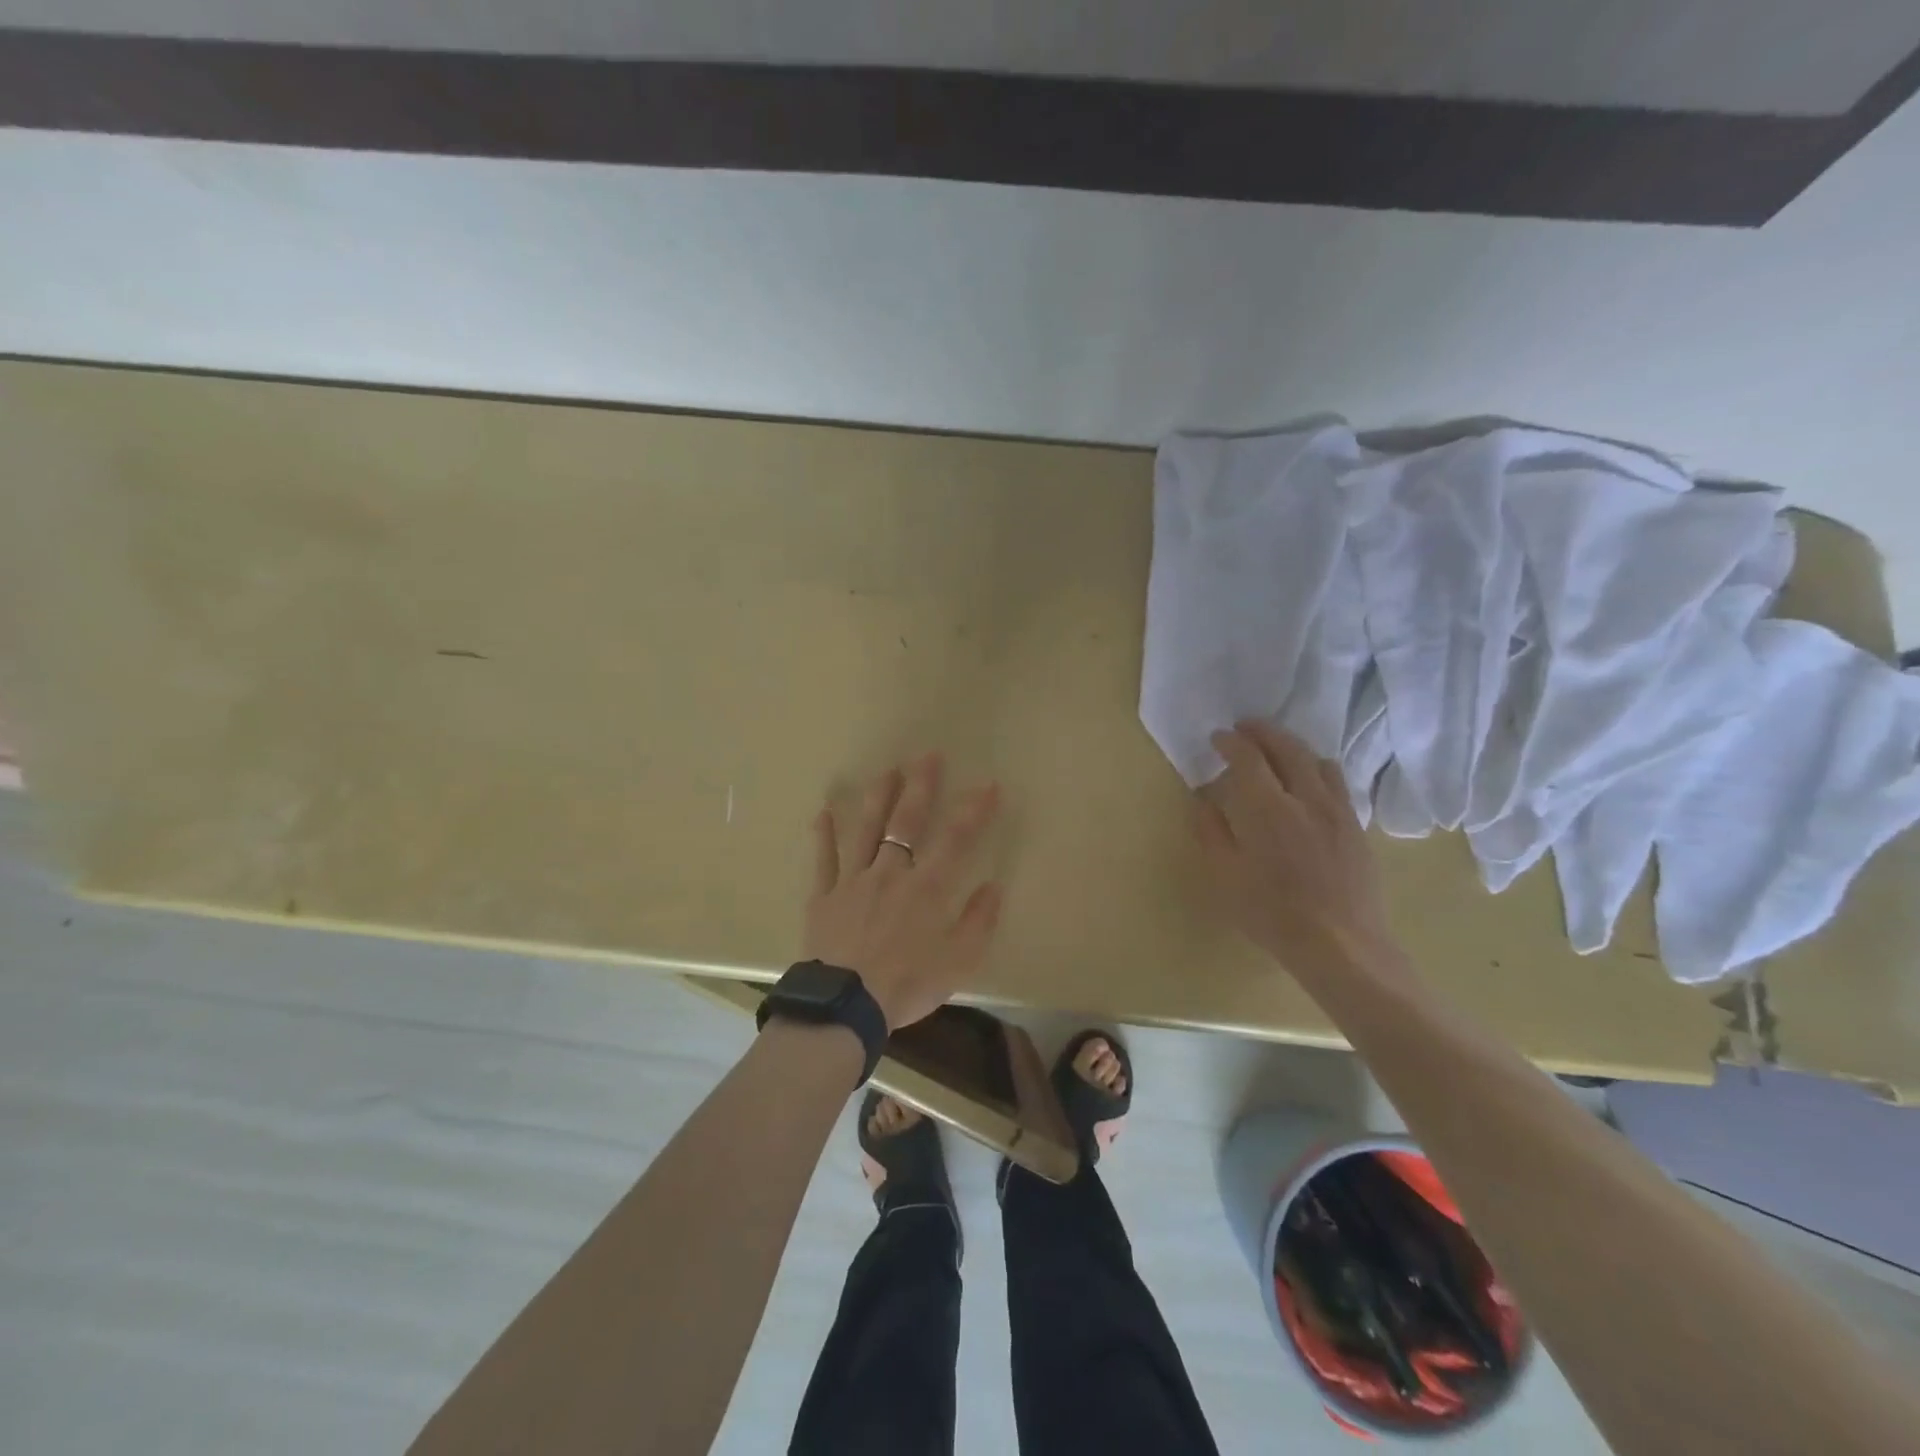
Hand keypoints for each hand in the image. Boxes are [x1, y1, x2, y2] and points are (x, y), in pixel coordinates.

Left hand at [804, 753, 1003, 1029]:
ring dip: (878, 798)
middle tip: (927, 756)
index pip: (956, 839)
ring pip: (865, 830)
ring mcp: (853, 881)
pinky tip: (824, 812)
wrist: (845, 1006)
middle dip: (920, 787)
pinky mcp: (824, 897)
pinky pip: (824, 860)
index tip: (987, 785)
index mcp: (926, 888)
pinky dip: (824, 835)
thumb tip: (993, 887)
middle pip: (906, 822)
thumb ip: (978, 922)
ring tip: (887, 771)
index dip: (974, 811)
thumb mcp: (958, 962)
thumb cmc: (907, 985)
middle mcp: (890, 873)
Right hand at [1194, 722, 1396, 979]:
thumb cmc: (1272, 914)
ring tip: (1277, 752)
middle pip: (1286, 747)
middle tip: (1245, 728)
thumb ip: (1212, 831)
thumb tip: (1204, 800)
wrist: (1341, 945)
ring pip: (1317, 760)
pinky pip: (1337, 783)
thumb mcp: (1225, 876)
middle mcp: (1305, 798)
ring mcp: (1337, 810)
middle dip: (1263, 732)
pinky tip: (1308, 784)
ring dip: (1293, 747)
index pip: (1248, 757)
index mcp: (1267, 808)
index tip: (1218, 737)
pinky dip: (1316, 769)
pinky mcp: (1356, 826)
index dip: (1231, 742)